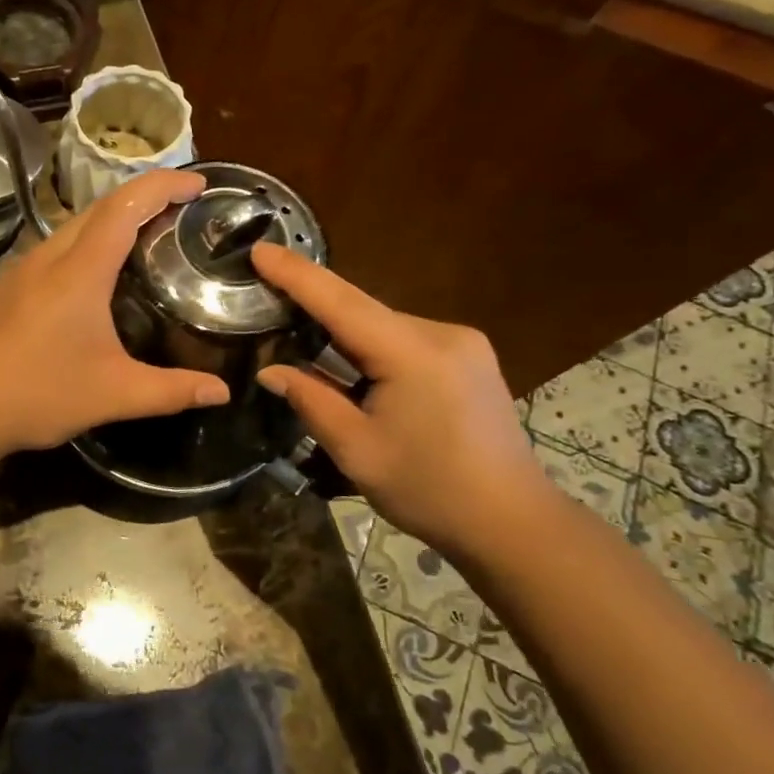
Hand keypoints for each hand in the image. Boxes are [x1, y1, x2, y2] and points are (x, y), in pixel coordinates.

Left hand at [0, 170, 230, 454]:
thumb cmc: (38, 394)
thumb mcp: (114, 395)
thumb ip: (171, 391)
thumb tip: (222, 392)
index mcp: (80, 271)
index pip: (126, 206)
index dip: (165, 186)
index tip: (199, 183)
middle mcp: (49, 258)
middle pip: (100, 207)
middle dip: (143, 196)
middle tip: (181, 211)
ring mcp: (22, 270)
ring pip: (73, 227)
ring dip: (112, 220)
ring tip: (146, 238)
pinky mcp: (7, 287)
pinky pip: (55, 249)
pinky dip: (87, 244)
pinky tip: (95, 278)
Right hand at [251, 242, 552, 556]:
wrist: (513, 523)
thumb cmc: (430, 490)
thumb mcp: (357, 450)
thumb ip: (311, 401)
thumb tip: (270, 372)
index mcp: (413, 353)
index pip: (341, 302)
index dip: (296, 275)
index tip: (260, 250)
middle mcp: (442, 333)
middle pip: (362, 310)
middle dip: (315, 307)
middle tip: (267, 304)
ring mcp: (462, 344)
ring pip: (383, 325)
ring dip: (344, 334)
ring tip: (302, 344)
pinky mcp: (470, 359)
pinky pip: (405, 339)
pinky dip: (371, 347)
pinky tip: (353, 368)